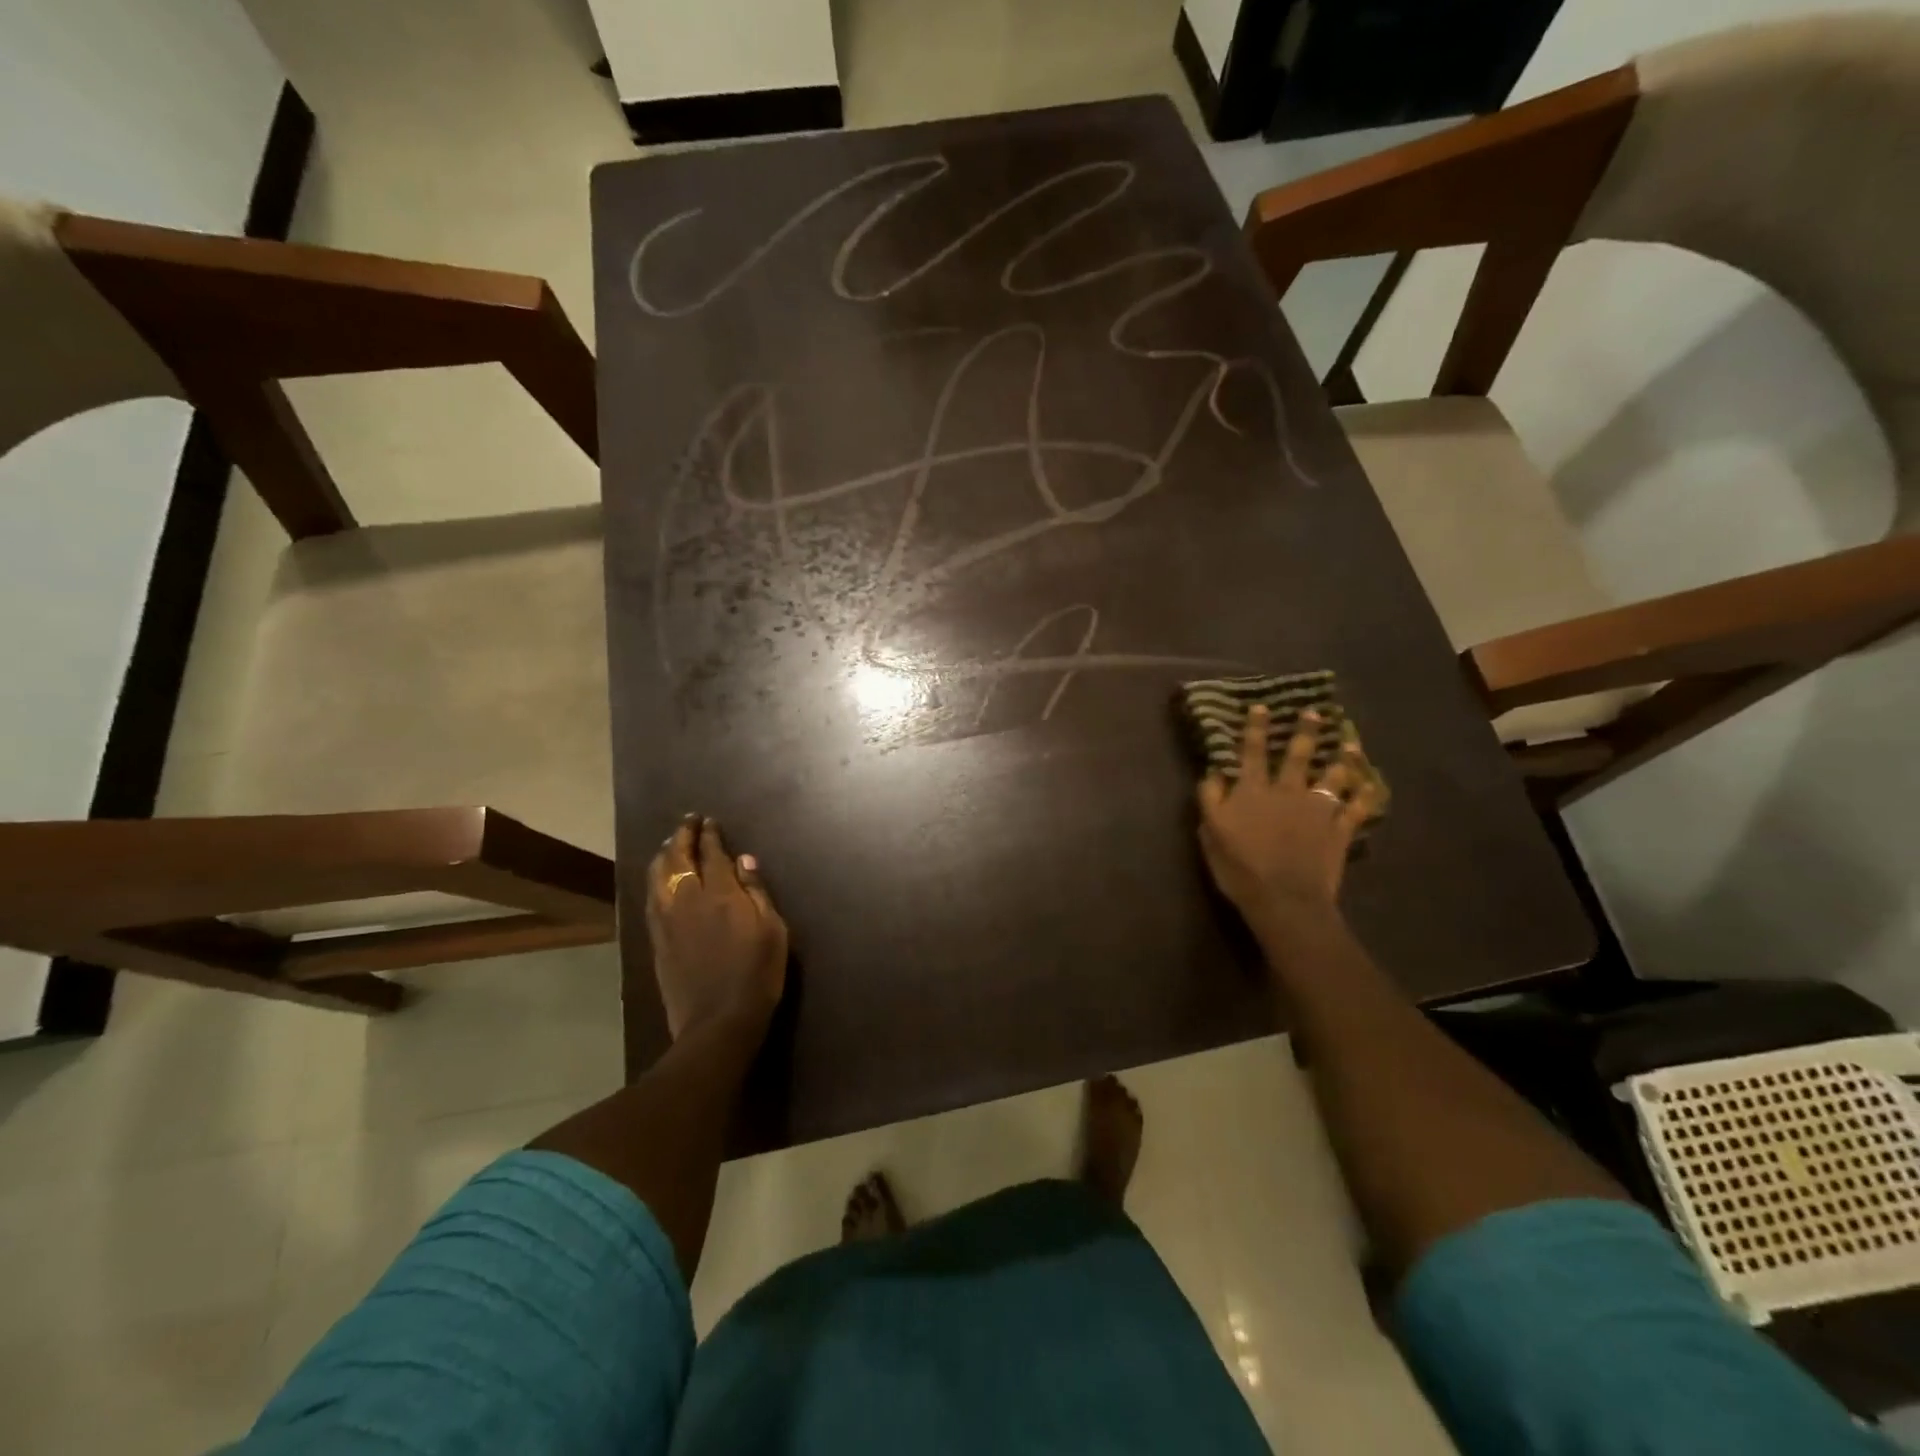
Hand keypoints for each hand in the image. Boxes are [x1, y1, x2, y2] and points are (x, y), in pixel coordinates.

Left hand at [646, 815, 788, 1039]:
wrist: (718, 1021)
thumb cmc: (757, 974)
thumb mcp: (773, 930)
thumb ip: (756, 892)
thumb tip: (744, 860)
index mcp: (720, 893)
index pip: (711, 853)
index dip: (709, 835)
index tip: (709, 821)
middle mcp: (688, 899)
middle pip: (678, 858)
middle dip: (682, 836)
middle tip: (688, 822)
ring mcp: (667, 920)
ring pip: (657, 876)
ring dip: (664, 855)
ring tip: (670, 845)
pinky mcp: (657, 940)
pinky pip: (651, 899)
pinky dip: (655, 880)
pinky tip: (658, 879)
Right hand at [1196, 706, 1384, 934]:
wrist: (1285, 899)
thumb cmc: (1240, 868)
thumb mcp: (1211, 833)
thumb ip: (1211, 799)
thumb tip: (1213, 773)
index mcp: (1253, 791)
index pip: (1253, 753)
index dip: (1256, 729)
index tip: (1262, 708)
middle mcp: (1287, 791)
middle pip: (1298, 755)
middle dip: (1305, 732)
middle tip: (1315, 713)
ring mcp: (1318, 809)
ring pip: (1332, 776)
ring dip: (1342, 758)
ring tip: (1350, 743)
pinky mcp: (1339, 829)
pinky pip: (1356, 809)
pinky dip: (1365, 796)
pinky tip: (1372, 786)